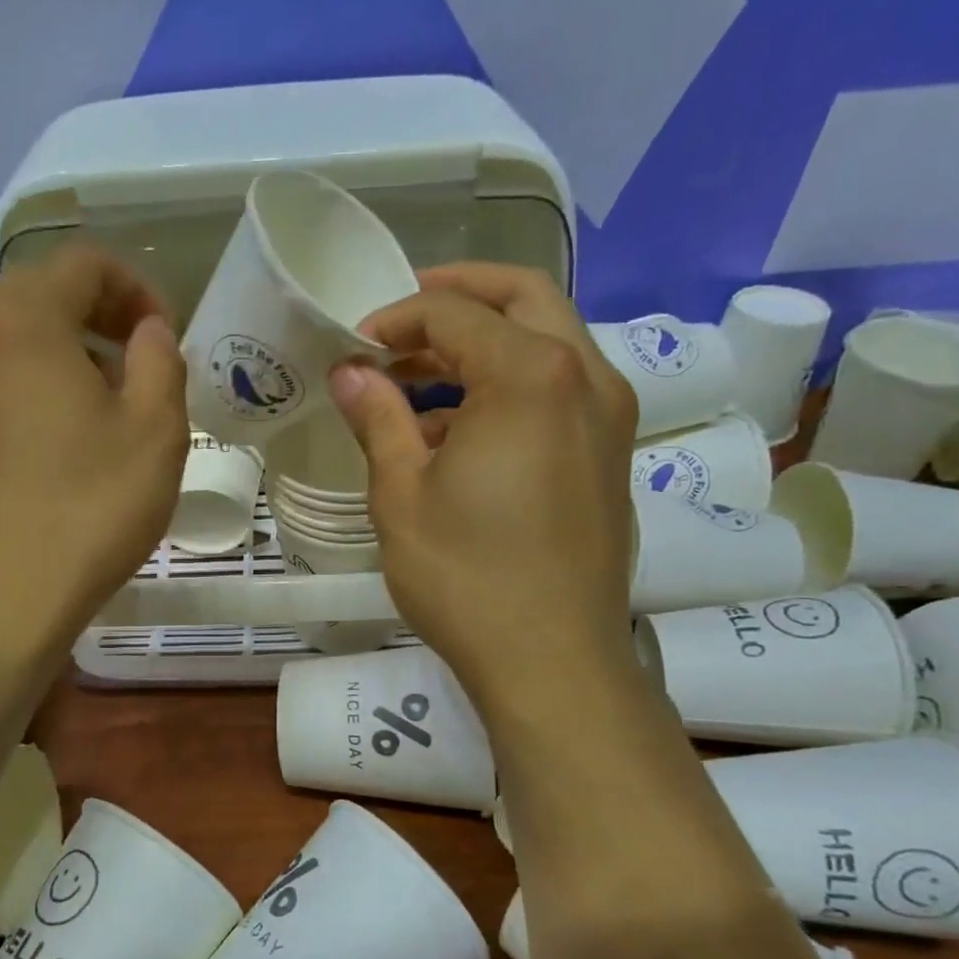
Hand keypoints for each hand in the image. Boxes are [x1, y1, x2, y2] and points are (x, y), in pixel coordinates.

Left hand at [0, 244, 187, 644]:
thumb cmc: (89, 510)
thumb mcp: (156, 431)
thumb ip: (161, 358)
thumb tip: (146, 331)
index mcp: (21, 320)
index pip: (83, 263)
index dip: (134, 287)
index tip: (161, 338)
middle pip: (36, 296)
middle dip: (94, 319)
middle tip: (133, 371)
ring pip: (2, 341)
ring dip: (54, 355)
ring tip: (89, 412)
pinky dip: (16, 391)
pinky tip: (41, 448)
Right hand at [328, 262, 638, 708]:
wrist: (552, 661)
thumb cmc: (466, 577)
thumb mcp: (401, 494)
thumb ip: (377, 418)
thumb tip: (349, 372)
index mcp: (531, 375)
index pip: (455, 314)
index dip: (396, 319)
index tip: (354, 349)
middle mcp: (585, 378)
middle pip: (522, 298)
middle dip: (457, 297)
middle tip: (400, 320)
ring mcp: (608, 416)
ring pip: (546, 342)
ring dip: (481, 346)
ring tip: (415, 383)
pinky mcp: (609, 454)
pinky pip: (558, 389)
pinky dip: (508, 385)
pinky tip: (456, 431)